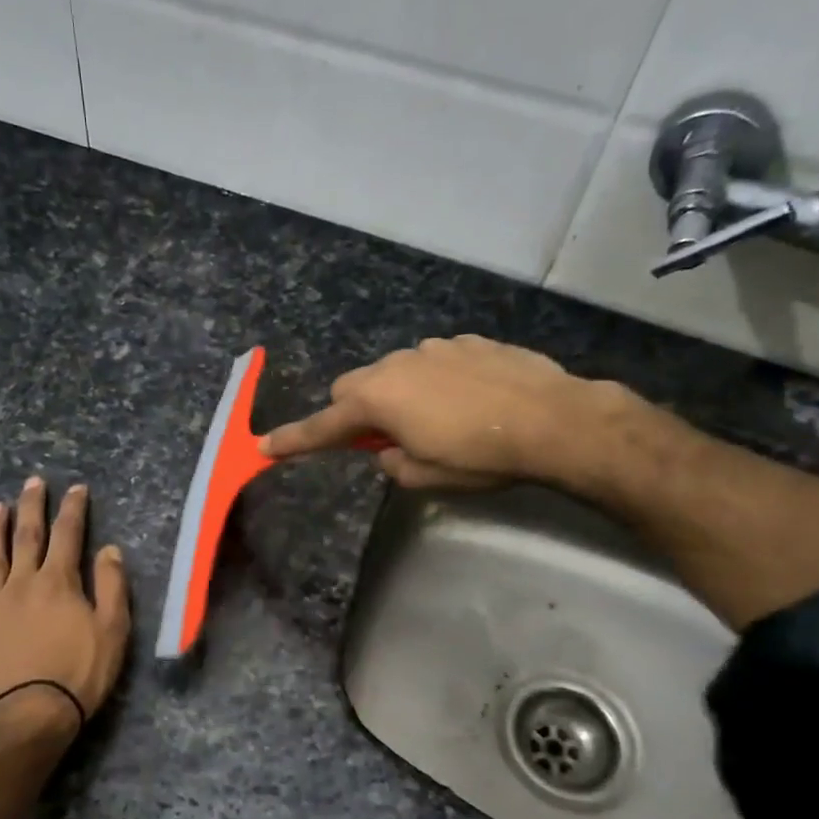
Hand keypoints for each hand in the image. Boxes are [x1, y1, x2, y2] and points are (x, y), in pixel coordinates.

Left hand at [0, 478, 130, 738]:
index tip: (77, 489)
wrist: (30, 715)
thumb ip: (112, 586)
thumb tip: (109, 550)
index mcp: (58, 582)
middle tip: (33, 482)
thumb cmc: (79, 673)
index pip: (68, 535)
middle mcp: (22, 584)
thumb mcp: (113, 630)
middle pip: (26, 537)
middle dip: (32, 507)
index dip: (73, 510)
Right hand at [261, 335, 635, 490]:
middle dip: (354, 412)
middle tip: (379, 439)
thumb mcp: (426, 477)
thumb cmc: (481, 456)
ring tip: (436, 420)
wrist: (554, 420)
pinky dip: (435, 381)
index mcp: (378, 400)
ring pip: (395, 371)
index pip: (323, 426)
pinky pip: (434, 362)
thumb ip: (392, 464)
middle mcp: (397, 364)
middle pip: (353, 387)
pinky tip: (469, 400)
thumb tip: (389, 451)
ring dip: (398, 395)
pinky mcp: (468, 341)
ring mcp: (434, 347)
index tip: (265, 447)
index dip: (293, 440)